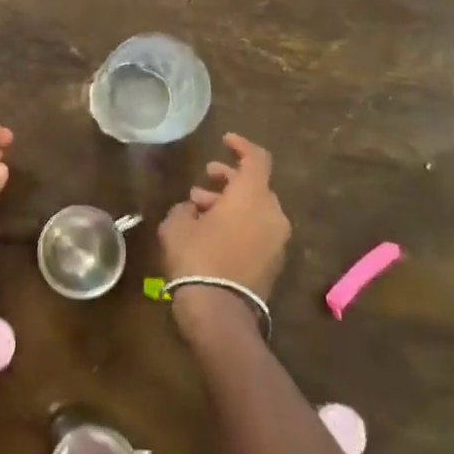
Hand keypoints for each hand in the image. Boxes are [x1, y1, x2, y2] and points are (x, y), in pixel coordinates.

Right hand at [159, 133, 290, 302]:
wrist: (219, 312)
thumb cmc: (196, 258)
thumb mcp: (177, 225)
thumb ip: (185, 208)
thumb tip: (192, 209)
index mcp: (252, 196)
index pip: (256, 158)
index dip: (241, 145)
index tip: (224, 140)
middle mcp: (272, 214)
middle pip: (255, 185)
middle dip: (229, 180)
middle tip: (204, 180)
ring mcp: (277, 240)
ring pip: (256, 209)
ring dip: (231, 204)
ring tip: (199, 210)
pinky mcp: (274, 262)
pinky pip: (258, 230)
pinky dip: (239, 224)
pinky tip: (211, 234)